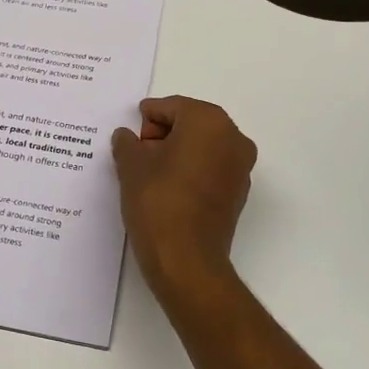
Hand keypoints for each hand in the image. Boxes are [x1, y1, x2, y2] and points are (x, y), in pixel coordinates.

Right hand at [111, 96, 256, 308]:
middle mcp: (232, 137)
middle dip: (162, 135)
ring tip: (149, 174)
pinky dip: (191, 171)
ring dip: (177, 153)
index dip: (146, 120)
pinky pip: (211, 168)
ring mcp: (240, 166)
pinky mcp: (239, 193)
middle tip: (137, 154)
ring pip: (202, 146)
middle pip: (190, 123)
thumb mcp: (131, 166)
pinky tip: (168, 189)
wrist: (186, 261)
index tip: (130, 137)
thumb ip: (127, 143)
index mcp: (208, 121)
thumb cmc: (158, 202)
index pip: (170, 107)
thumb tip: (127, 137)